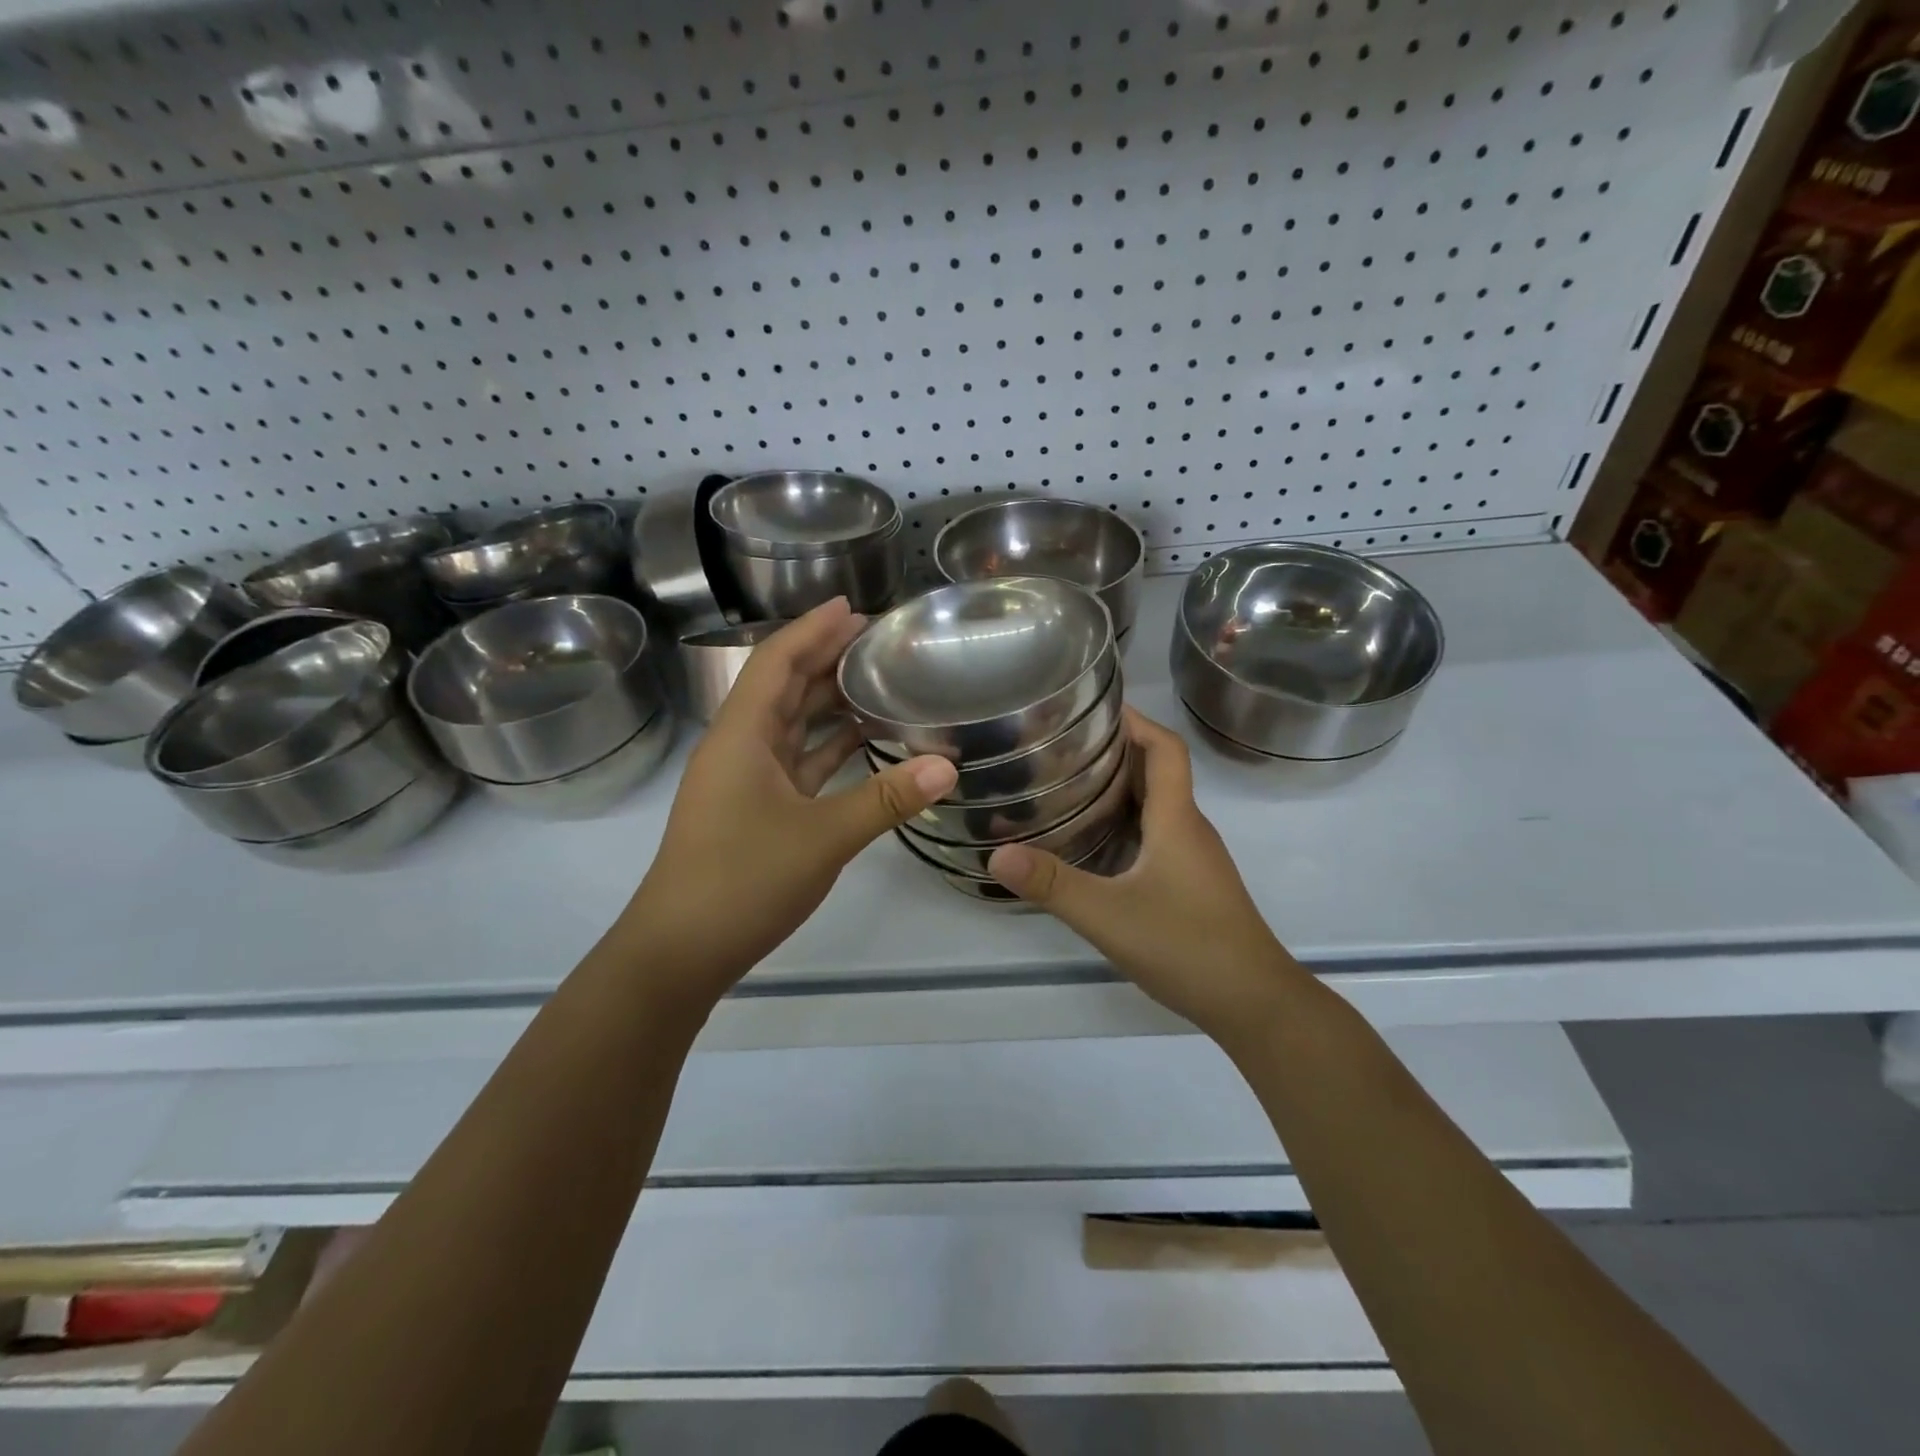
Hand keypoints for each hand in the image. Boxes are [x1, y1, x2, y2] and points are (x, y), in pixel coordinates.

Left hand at [622, 599, 956, 1003]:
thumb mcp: (823, 838)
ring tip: (877, 679)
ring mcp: (745, 780)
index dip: (812, 629)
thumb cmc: (742, 882)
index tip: (853, 606)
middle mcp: (739, 747)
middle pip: (783, 686)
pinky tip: (862, 739)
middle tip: (878, 640)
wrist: (680, 951)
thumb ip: (886, 799)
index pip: (777, 661)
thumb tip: (948, 767)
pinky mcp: (755, 809)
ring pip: (790, 724)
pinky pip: (796, 760)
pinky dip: (827, 745)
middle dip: (825, 657)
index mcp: (741, 735)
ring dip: (828, 701)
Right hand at [987, 707, 1302, 1035]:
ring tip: (1070, 785)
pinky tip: (1095, 844)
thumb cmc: (1188, 946)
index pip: (1165, 748)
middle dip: (1116, 750)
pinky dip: (1127, 823)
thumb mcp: (1109, 915)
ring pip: (1158, 806)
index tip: (1095, 707)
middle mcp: (1190, 828)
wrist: (1255, 1003)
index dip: (1136, 721)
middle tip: (1064, 746)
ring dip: (1121, 788)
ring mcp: (1195, 859)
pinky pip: (1158, 835)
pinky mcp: (1193, 884)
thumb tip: (997, 854)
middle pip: (1159, 772)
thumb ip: (1052, 885)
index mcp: (1177, 819)